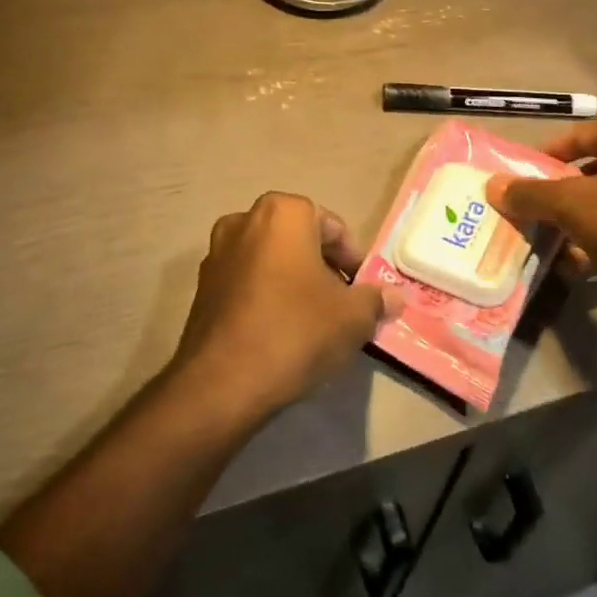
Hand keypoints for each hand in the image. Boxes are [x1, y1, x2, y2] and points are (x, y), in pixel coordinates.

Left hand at [174, 192, 404, 418]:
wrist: (222, 383)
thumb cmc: (295, 331)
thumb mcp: (352, 317)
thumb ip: (376, 300)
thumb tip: (395, 297)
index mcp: (283, 213)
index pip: (332, 226)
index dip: (353, 259)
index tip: (363, 291)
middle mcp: (244, 221)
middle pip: (299, 240)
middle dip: (323, 268)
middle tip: (342, 304)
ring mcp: (217, 253)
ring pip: (271, 260)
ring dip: (293, 281)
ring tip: (313, 320)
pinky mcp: (201, 287)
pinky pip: (247, 281)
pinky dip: (266, 296)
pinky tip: (280, 331)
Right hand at [485, 119, 596, 279]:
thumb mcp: (572, 204)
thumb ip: (531, 194)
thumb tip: (491, 185)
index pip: (577, 135)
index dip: (546, 155)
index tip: (524, 179)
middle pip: (596, 169)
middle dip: (564, 193)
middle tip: (539, 213)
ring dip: (585, 219)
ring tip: (559, 243)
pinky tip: (589, 262)